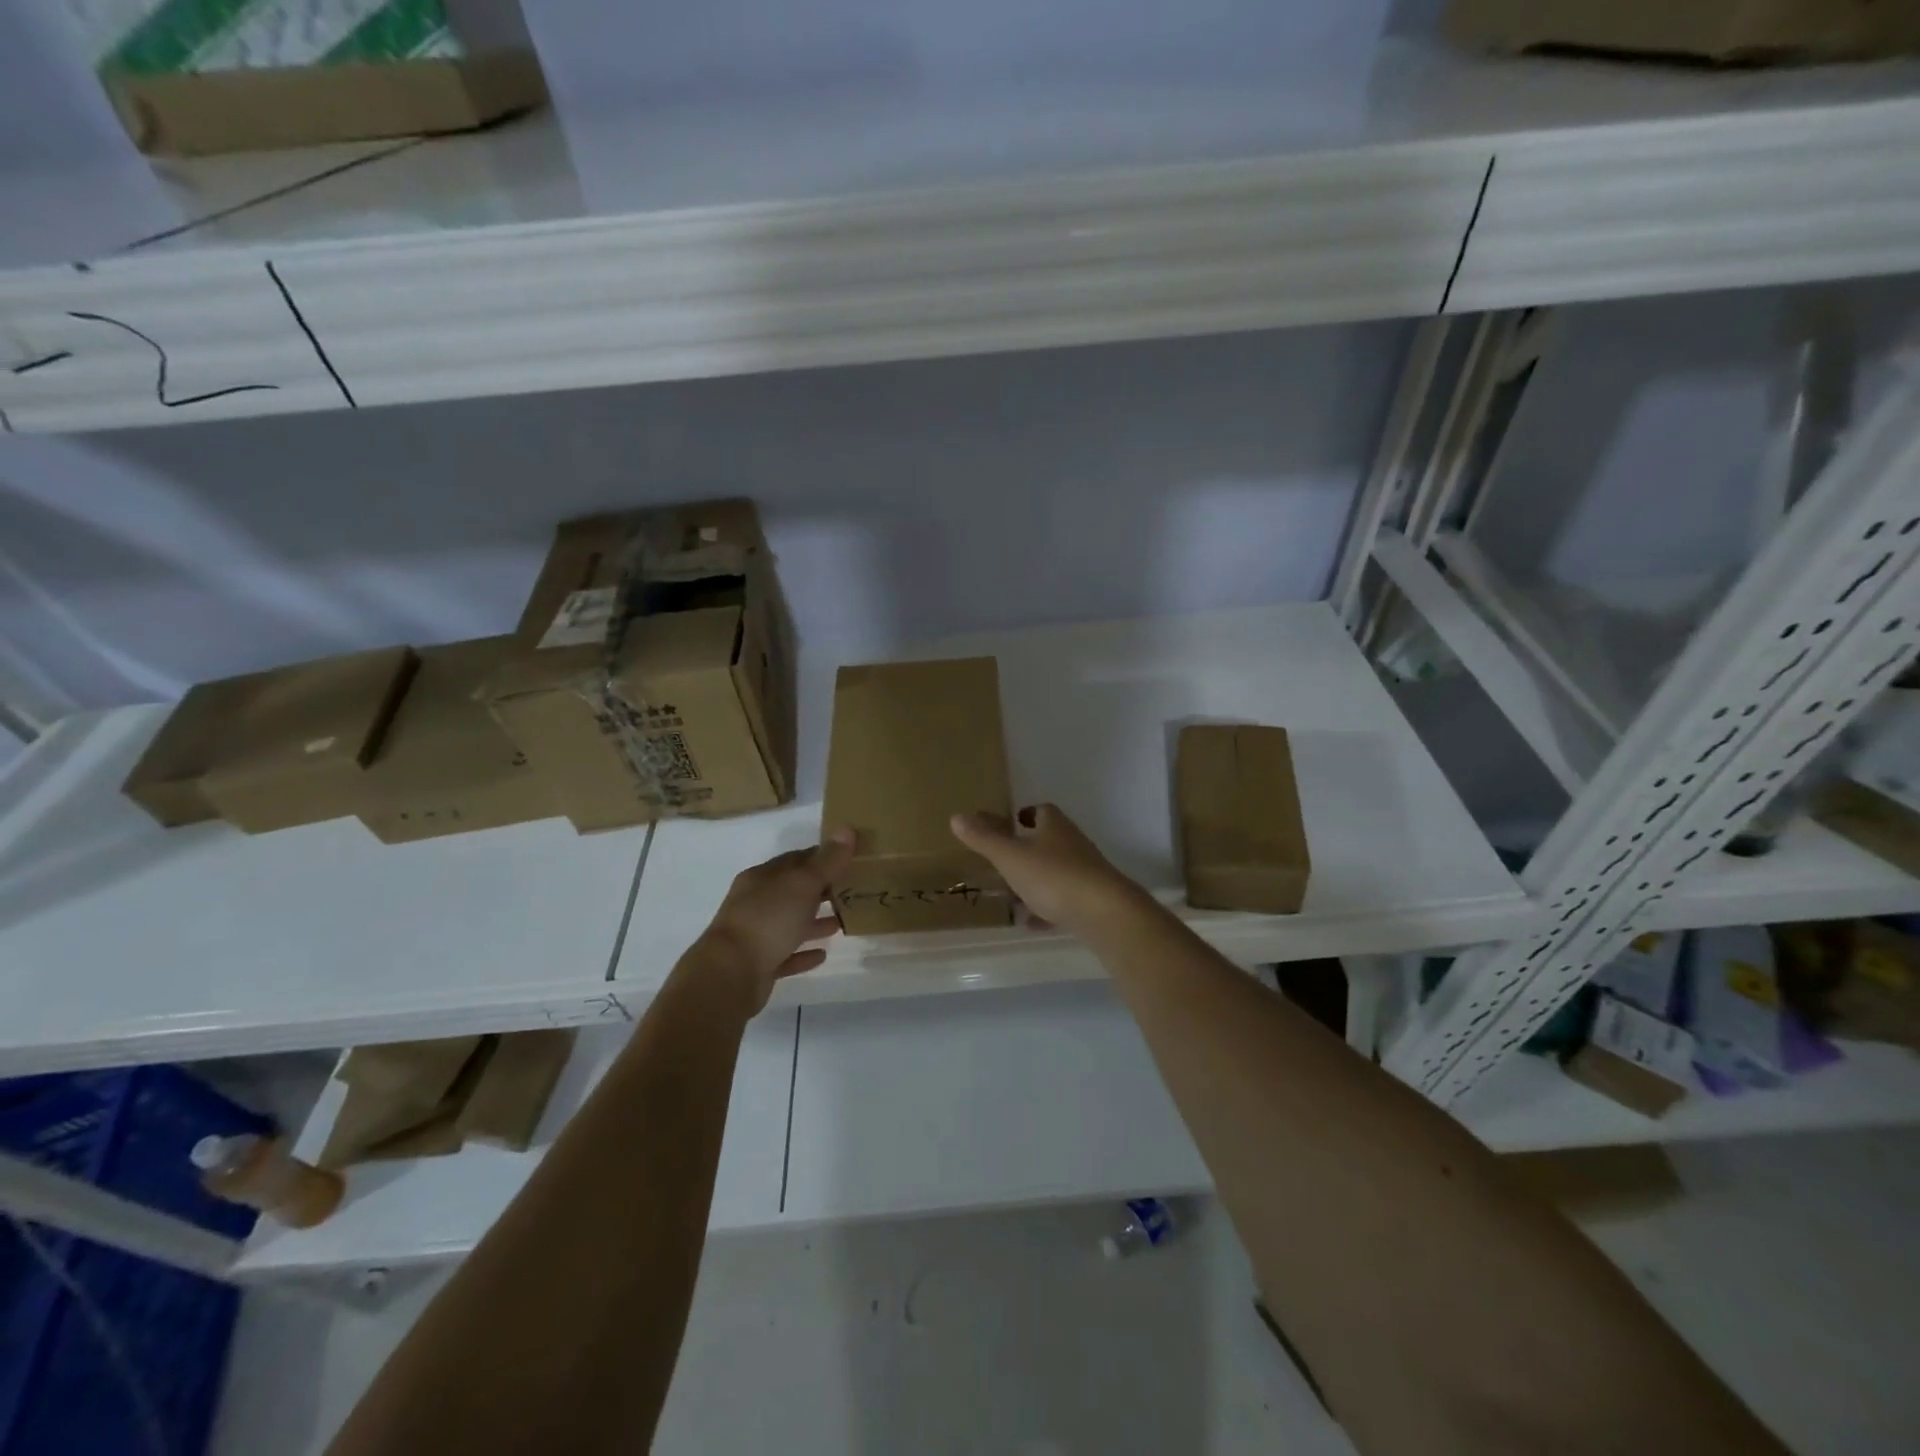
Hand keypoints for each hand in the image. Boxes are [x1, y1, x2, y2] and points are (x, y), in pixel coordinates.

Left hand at [696, 829, 855, 1013]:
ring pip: (789, 923)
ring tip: (842, 922)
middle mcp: (755, 903)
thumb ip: (827, 860)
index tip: (850, 858)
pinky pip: (786, 955)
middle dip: (821, 889)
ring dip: (814, 922)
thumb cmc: (768, 920)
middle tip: (852, 890)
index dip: (822, 857)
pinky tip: (822, 955)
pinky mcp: (758, 966)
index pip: (796, 860)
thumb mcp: (803, 884)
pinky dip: (803, 953)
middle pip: (793, 891)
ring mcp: (754, 935)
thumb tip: (847, 828)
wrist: (729, 975)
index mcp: (762, 878)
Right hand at [950, 804, 1141, 937]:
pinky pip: (1064, 901)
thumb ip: (984, 838)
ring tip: (1013, 894)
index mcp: (1054, 826)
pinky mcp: (1092, 901)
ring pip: (1057, 871)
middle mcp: (1073, 844)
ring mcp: (1086, 873)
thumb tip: (957, 816)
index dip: (1027, 814)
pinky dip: (1048, 908)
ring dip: (1037, 880)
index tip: (1012, 821)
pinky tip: (1032, 923)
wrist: (1104, 913)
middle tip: (1005, 859)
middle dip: (1030, 848)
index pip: (1042, 811)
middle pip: (1050, 841)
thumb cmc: (1053, 876)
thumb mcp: (1010, 856)